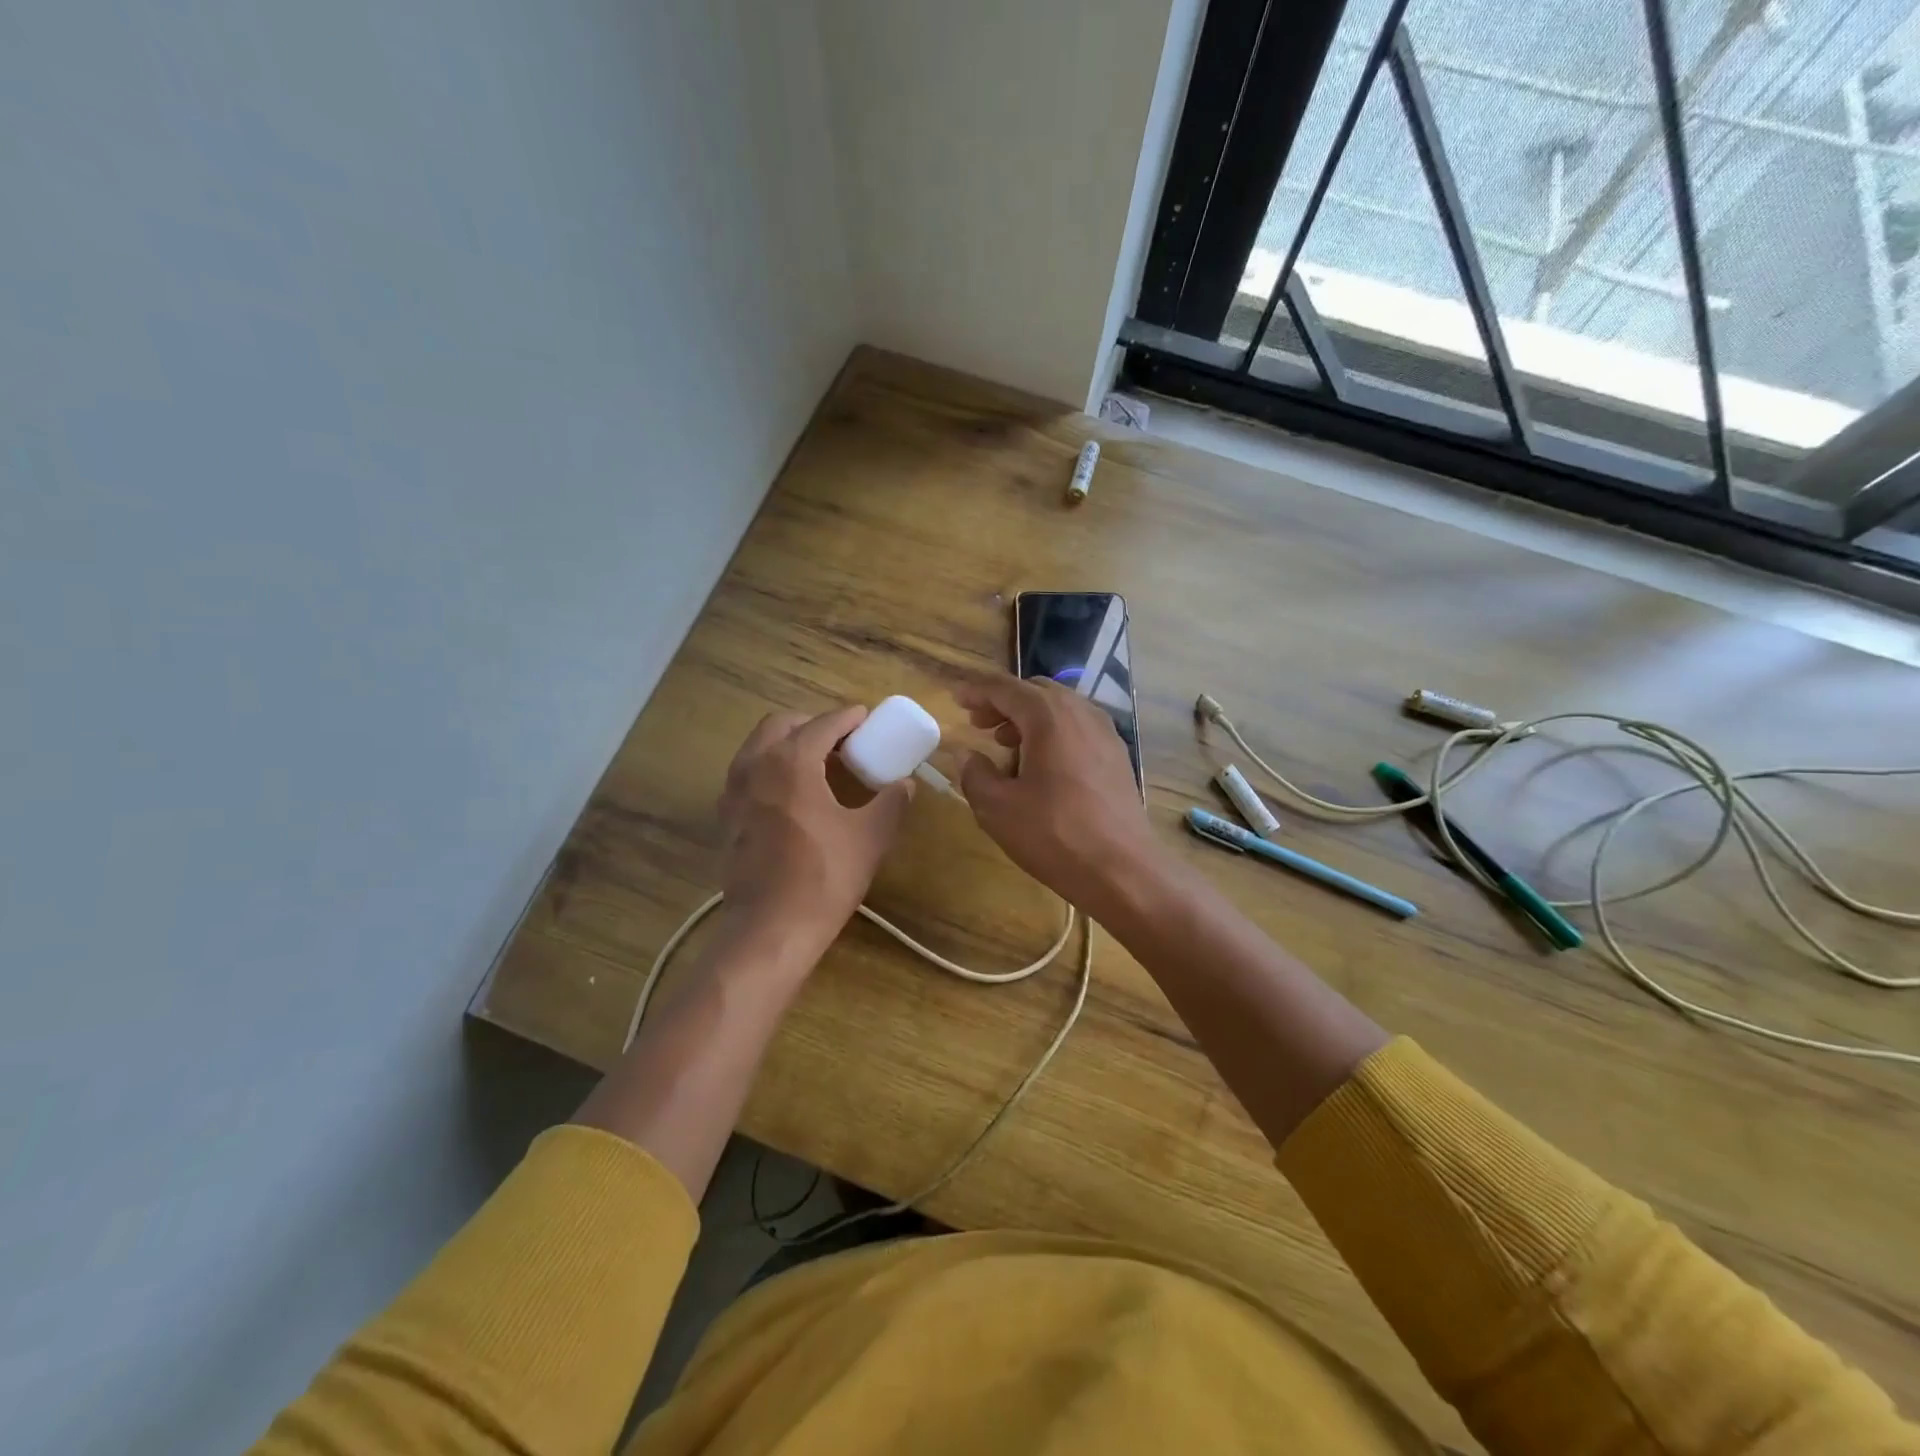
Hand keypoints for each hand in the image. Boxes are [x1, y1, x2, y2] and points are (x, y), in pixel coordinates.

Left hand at [717, 705, 912, 962]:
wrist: (770, 929)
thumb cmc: (824, 878)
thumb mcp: (870, 837)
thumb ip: (891, 802)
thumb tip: (906, 784)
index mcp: (791, 761)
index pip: (823, 724)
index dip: (849, 718)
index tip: (867, 719)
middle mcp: (755, 766)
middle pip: (782, 725)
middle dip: (812, 724)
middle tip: (841, 741)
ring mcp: (734, 791)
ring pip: (758, 747)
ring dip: (787, 744)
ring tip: (818, 764)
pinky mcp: (726, 817)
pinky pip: (748, 774)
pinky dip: (770, 769)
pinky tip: (792, 796)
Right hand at [956, 673, 1159, 912]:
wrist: (1123, 870)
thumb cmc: (1054, 835)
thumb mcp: (997, 808)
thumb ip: (975, 774)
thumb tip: (966, 755)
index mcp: (1048, 716)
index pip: (1005, 688)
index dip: (977, 690)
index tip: (956, 698)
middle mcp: (1081, 712)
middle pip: (1035, 692)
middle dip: (1003, 703)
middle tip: (978, 724)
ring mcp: (1105, 733)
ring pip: (1059, 709)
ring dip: (1028, 718)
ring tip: (1005, 746)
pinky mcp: (1117, 756)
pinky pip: (1078, 728)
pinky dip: (1053, 733)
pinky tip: (1041, 765)